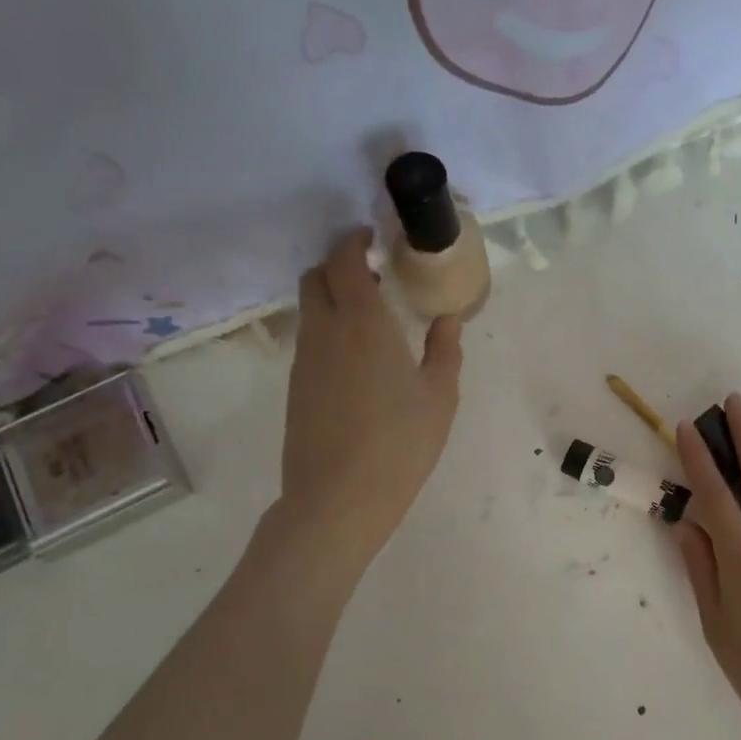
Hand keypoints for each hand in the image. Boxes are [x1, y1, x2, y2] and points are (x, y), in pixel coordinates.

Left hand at [270, 229, 462, 572]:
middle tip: (374, 278)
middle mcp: (325, 331)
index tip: (374, 241)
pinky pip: (309, 340)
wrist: (338, 499)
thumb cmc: (400, 443)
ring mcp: (304, 360)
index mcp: (364, 323)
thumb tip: (446, 319)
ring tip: (371, 320)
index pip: (345, 261)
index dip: (355, 243)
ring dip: (333, 300)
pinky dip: (328, 331)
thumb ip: (445, 350)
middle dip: (339, 266)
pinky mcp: (295, 387)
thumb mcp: (440, 396)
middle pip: (316, 277)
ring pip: (309, 310)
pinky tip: (357, 361)